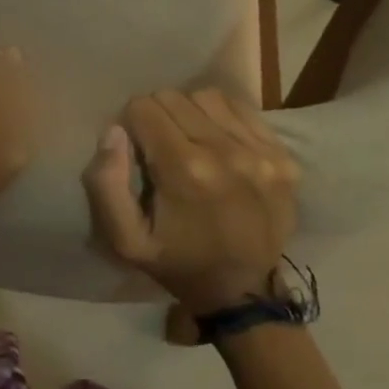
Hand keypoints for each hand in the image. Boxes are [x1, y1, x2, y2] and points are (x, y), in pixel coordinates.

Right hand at [82, 88, 298, 313]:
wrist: (243, 292)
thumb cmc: (177, 262)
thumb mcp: (125, 239)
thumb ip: (105, 183)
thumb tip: (113, 130)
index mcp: (185, 170)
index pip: (143, 108)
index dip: (132, 125)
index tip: (137, 150)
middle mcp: (226, 151)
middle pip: (174, 97)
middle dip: (158, 116)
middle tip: (159, 146)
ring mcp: (260, 152)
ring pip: (207, 97)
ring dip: (190, 112)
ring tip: (189, 140)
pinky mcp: (282, 156)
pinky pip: (242, 109)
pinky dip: (222, 117)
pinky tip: (218, 141)